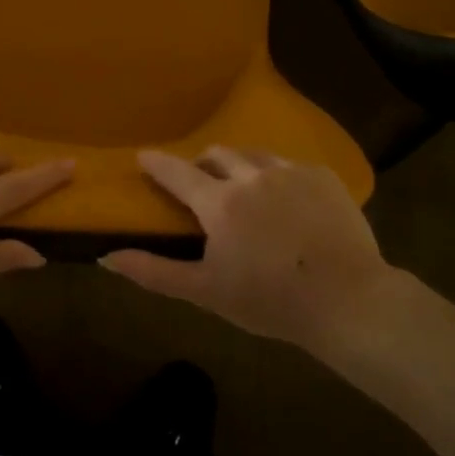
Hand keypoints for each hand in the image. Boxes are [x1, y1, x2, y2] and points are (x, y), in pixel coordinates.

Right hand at [100, 148, 406, 356]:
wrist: (348, 301)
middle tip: (201, 183)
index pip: (177, 172)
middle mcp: (251, 175)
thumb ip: (153, 272)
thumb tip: (106, 258)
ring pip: (254, 154)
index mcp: (220, 202)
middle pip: (217, 154)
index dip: (157, 163)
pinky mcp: (322, 177)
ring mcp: (291, 172)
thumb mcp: (206, 291)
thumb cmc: (270, 301)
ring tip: (244, 187)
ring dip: (240, 165)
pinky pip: (290, 165)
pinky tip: (286, 200)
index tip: (143, 156)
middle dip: (202, 164)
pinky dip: (277, 176)